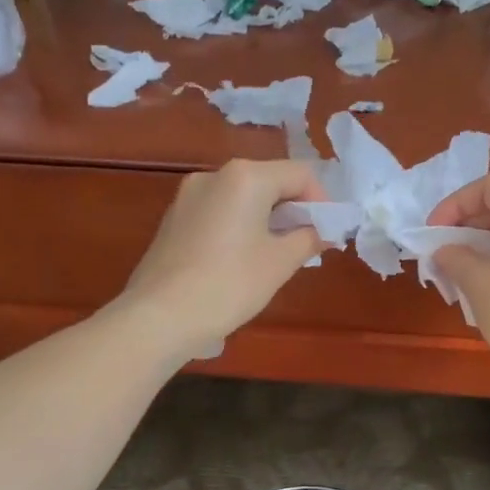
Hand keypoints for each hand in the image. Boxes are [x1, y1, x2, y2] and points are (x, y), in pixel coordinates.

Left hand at [119, 160, 327, 362]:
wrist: (160, 316)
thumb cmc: (230, 284)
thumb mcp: (280, 263)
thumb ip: (308, 238)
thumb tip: (321, 231)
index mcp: (245, 176)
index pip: (299, 174)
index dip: (321, 201)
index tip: (329, 234)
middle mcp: (214, 175)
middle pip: (268, 181)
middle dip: (293, 210)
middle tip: (307, 245)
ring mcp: (188, 196)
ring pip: (241, 198)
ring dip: (266, 220)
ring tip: (275, 256)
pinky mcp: (173, 220)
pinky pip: (218, 214)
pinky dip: (238, 228)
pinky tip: (240, 262)